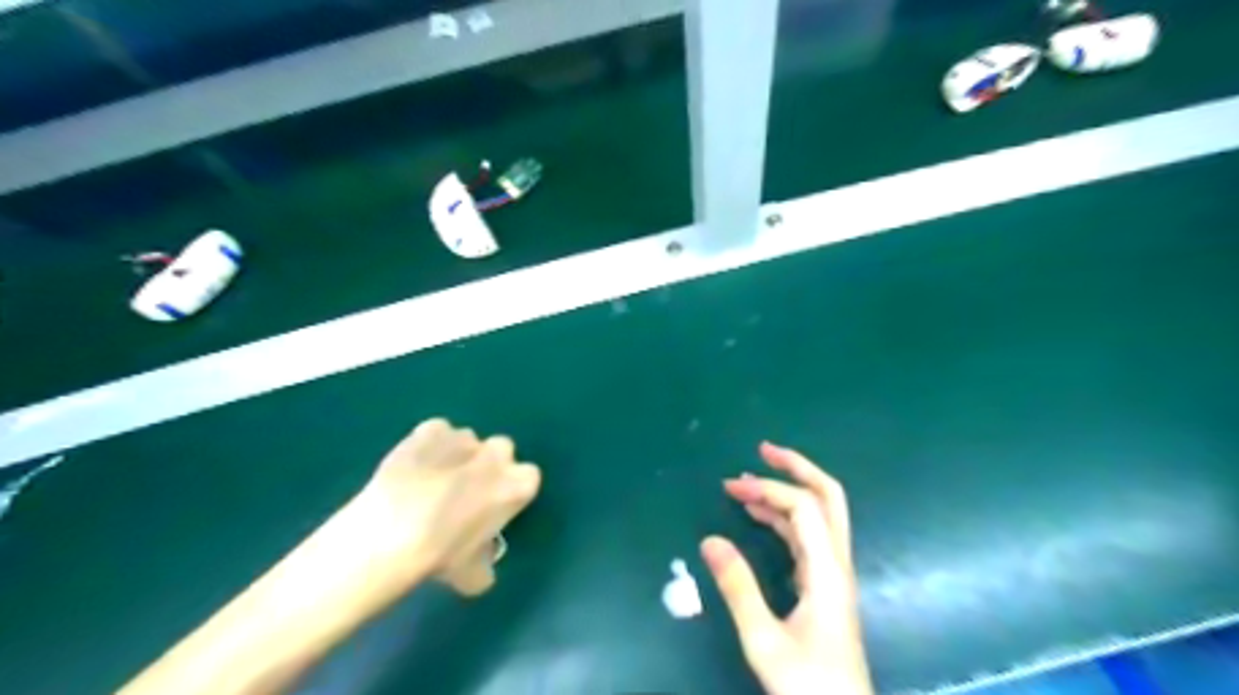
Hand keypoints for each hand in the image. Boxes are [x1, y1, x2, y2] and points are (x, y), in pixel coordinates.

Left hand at [339, 419, 540, 596]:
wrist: (389, 535)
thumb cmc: (440, 556)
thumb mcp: (472, 576)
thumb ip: (485, 563)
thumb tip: (481, 565)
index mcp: (517, 485)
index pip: (528, 478)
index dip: (509, 491)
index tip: (492, 507)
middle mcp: (497, 453)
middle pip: (501, 451)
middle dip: (487, 465)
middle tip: (464, 492)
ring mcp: (464, 437)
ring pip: (467, 441)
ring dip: (457, 455)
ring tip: (429, 481)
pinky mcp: (430, 429)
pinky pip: (436, 433)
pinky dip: (429, 445)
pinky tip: (413, 467)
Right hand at [701, 442, 874, 694]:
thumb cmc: (808, 685)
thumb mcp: (764, 640)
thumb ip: (738, 588)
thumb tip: (709, 540)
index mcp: (827, 571)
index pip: (803, 507)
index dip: (769, 489)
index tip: (731, 488)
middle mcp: (836, 563)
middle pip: (829, 497)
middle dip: (797, 467)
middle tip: (763, 449)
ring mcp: (833, 573)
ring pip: (819, 514)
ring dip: (787, 491)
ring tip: (747, 483)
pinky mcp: (826, 585)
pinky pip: (808, 536)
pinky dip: (784, 517)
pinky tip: (759, 517)